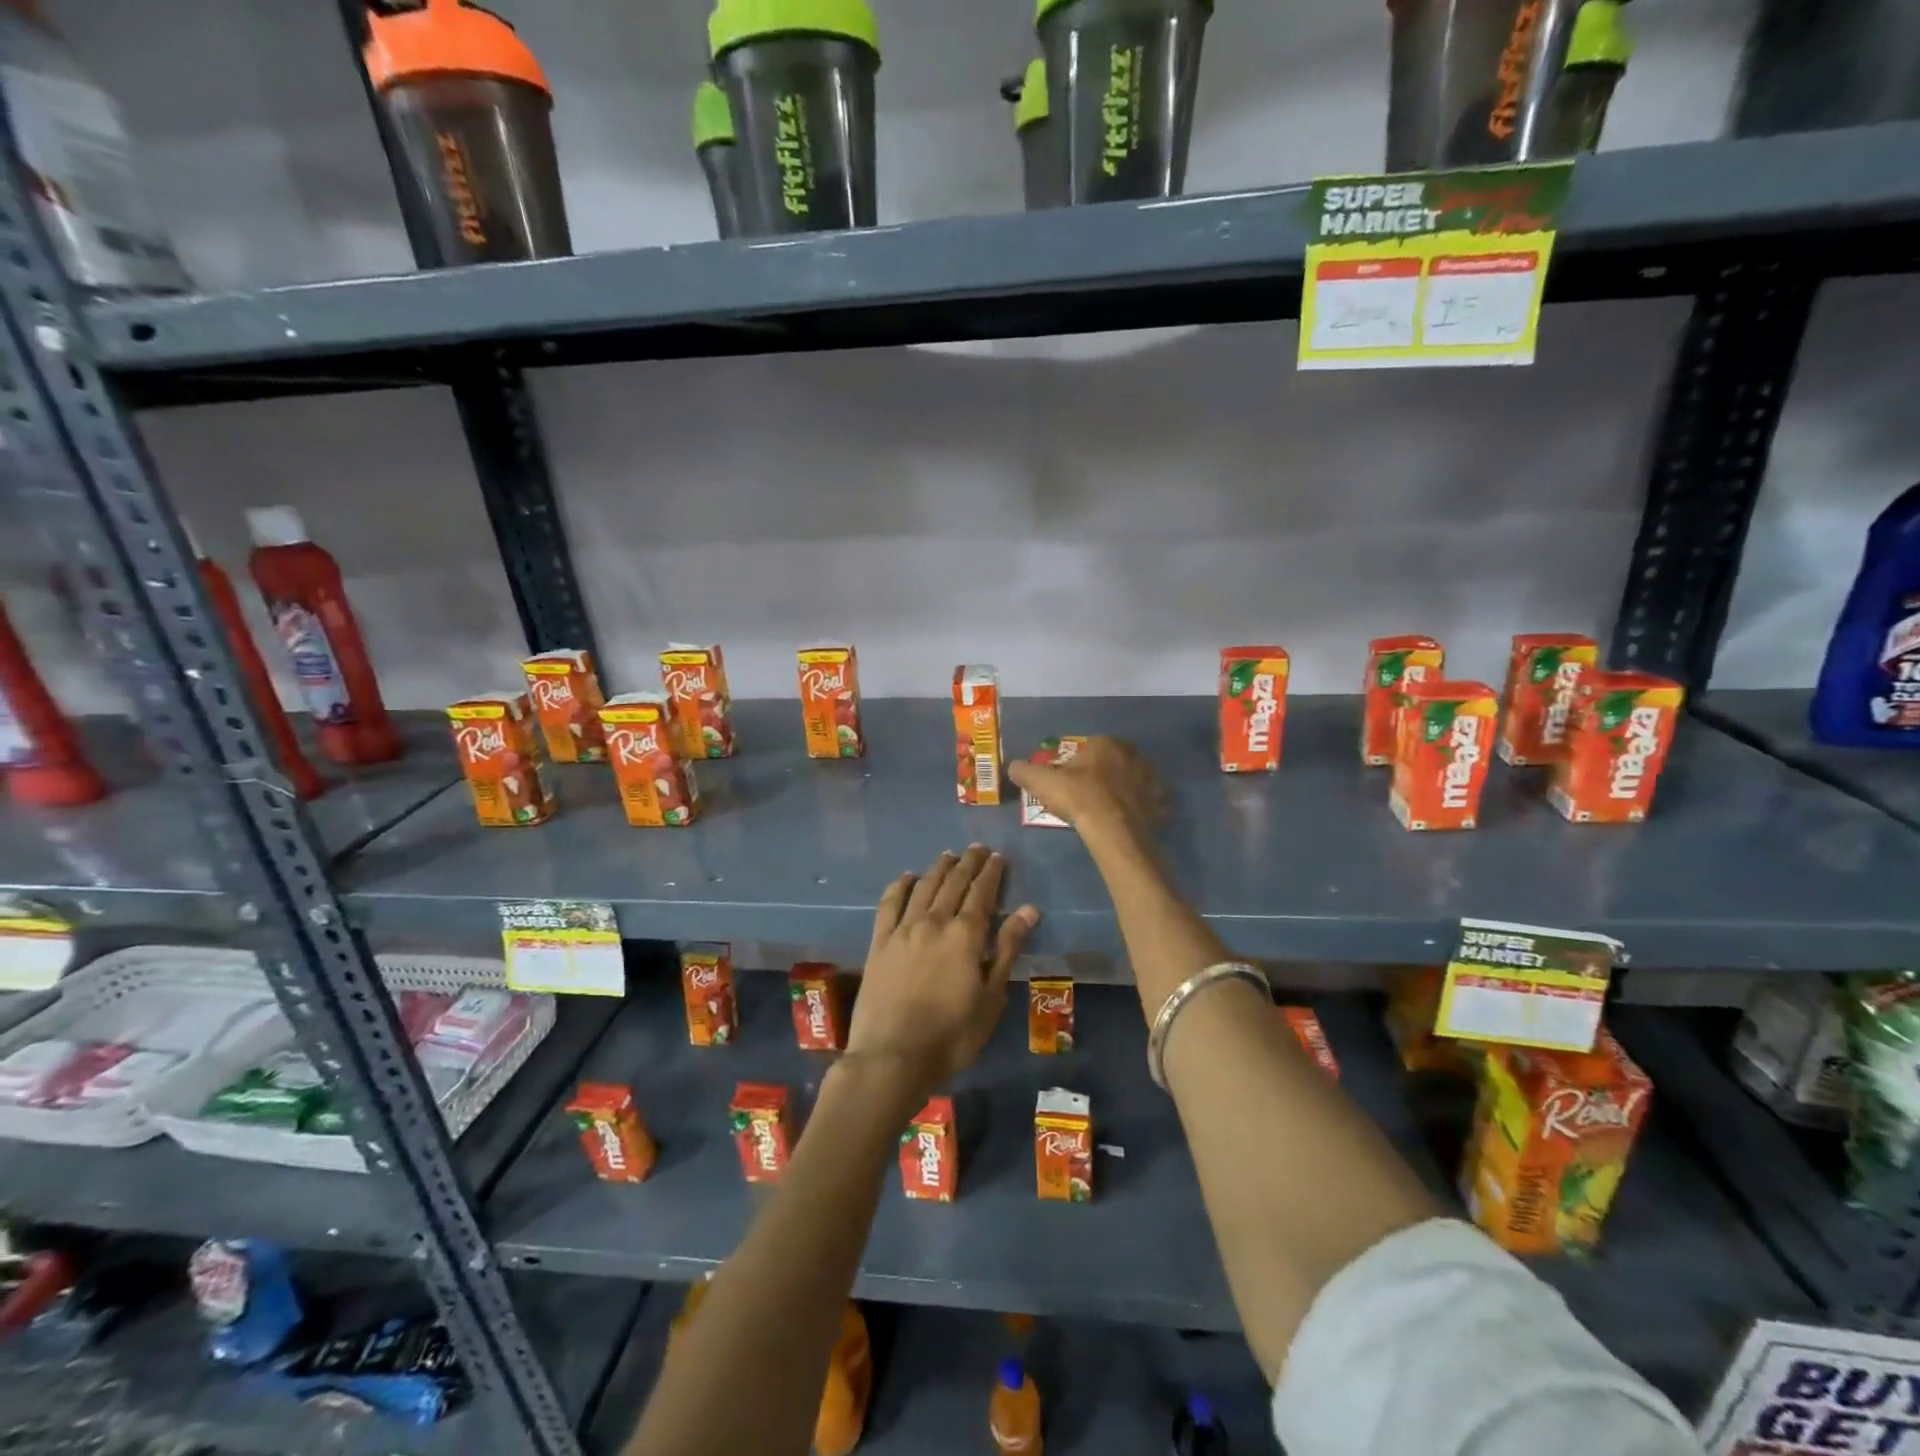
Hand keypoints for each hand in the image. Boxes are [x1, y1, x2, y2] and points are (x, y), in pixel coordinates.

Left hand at [846, 846, 1039, 1102]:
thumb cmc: (952, 1036)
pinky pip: (889, 904)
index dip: (991, 873)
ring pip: (924, 887)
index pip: (982, 893)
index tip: (999, 857)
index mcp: (965, 936)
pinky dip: (900, 886)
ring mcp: (903, 930)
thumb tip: (1029, 910)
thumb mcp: (991, 998)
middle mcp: (934, 922)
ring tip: (949, 855)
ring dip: (938, 868)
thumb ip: (1007, 950)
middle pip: (953, 883)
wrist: (892, 1056)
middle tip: (978, 849)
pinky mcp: (879, 943)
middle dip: (968, 863)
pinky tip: (907, 877)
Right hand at [1006, 737, 1162, 839]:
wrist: (1112, 829)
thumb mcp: (1042, 782)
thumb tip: (1013, 767)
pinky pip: (1150, 802)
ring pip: (1135, 779)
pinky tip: (1129, 819)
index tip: (1069, 779)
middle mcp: (1132, 755)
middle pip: (1114, 761)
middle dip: (1104, 772)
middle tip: (1088, 793)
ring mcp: (1150, 779)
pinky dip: (1142, 808)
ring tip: (1110, 806)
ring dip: (1126, 788)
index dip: (1078, 763)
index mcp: (1106, 744)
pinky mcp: (1159, 803)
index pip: (1090, 747)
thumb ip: (1025, 771)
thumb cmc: (1078, 798)